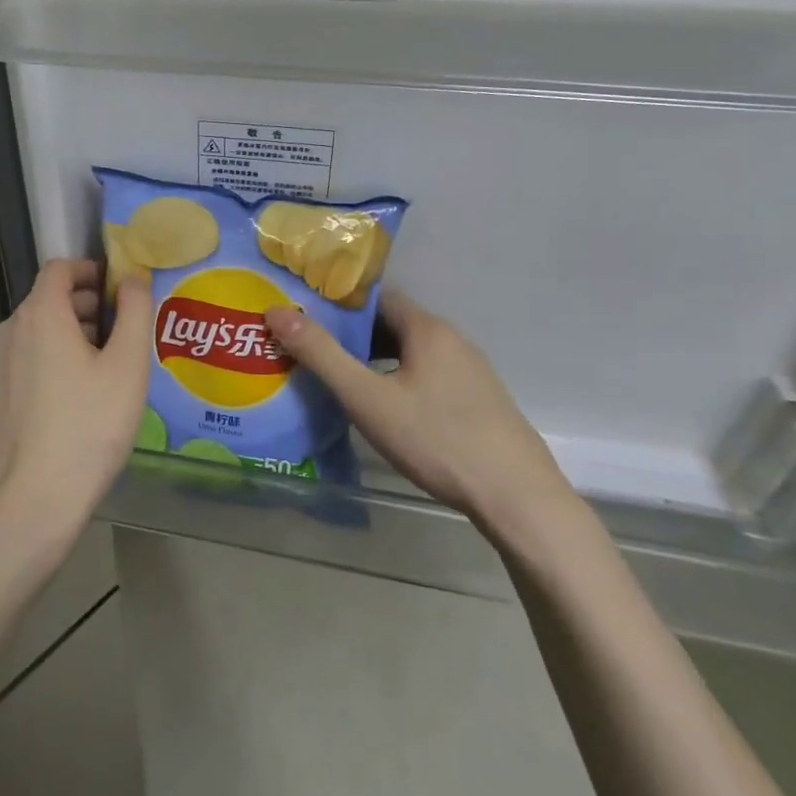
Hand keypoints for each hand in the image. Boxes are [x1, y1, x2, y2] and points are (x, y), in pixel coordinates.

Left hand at [0, 259, 153, 557]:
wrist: (32, 500)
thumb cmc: (88, 427)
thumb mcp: (127, 367)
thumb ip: (135, 312)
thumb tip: (134, 276)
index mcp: (40, 314)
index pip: (60, 268)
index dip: (92, 270)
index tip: (121, 291)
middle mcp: (10, 330)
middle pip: (48, 299)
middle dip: (87, 304)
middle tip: (124, 330)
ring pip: (37, 331)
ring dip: (71, 333)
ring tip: (106, 364)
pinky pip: (26, 358)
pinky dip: (51, 358)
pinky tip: (77, 395)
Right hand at [265, 290, 573, 532]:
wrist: (518, 499)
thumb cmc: (437, 440)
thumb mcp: (367, 398)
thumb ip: (321, 354)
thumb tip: (276, 311)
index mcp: (427, 329)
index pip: (375, 297)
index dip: (337, 303)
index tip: (304, 315)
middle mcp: (453, 340)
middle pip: (393, 323)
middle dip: (352, 333)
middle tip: (312, 349)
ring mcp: (472, 371)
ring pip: (412, 351)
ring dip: (376, 358)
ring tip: (340, 378)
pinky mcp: (481, 400)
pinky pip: (429, 374)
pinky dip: (400, 377)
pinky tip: (386, 408)